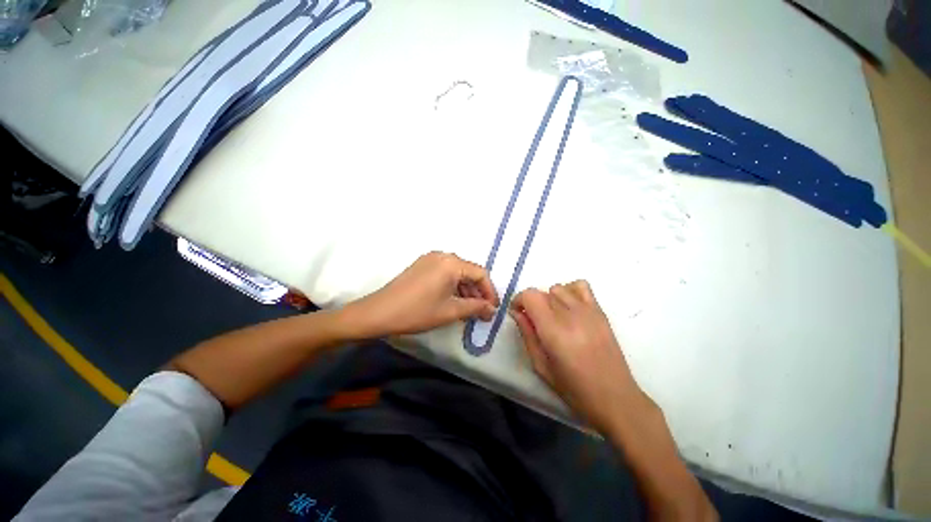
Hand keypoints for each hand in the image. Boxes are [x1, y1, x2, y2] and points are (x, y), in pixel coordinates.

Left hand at [345, 251, 498, 337]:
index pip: (481, 274)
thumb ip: (476, 308)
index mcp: (452, 263)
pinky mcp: (422, 265)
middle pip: (469, 272)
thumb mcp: (450, 311)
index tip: (492, 309)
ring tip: (468, 311)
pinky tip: (453, 302)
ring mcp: (430, 259)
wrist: (379, 312)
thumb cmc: (417, 311)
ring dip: (465, 291)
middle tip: (482, 313)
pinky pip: (445, 274)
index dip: (490, 292)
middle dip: (477, 292)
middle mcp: (443, 255)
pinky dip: (453, 287)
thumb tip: (492, 310)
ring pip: (457, 273)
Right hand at [510, 281, 645, 433]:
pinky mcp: (600, 311)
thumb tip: (517, 312)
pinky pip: (581, 286)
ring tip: (552, 316)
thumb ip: (527, 334)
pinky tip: (569, 307)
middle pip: (543, 292)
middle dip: (532, 303)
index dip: (519, 300)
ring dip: (549, 298)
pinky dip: (570, 290)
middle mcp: (570, 314)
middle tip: (533, 321)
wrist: (614, 397)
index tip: (517, 312)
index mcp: (554, 330)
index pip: (530, 296)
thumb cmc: (573, 388)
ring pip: (559, 288)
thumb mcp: (540, 365)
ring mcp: (588, 310)